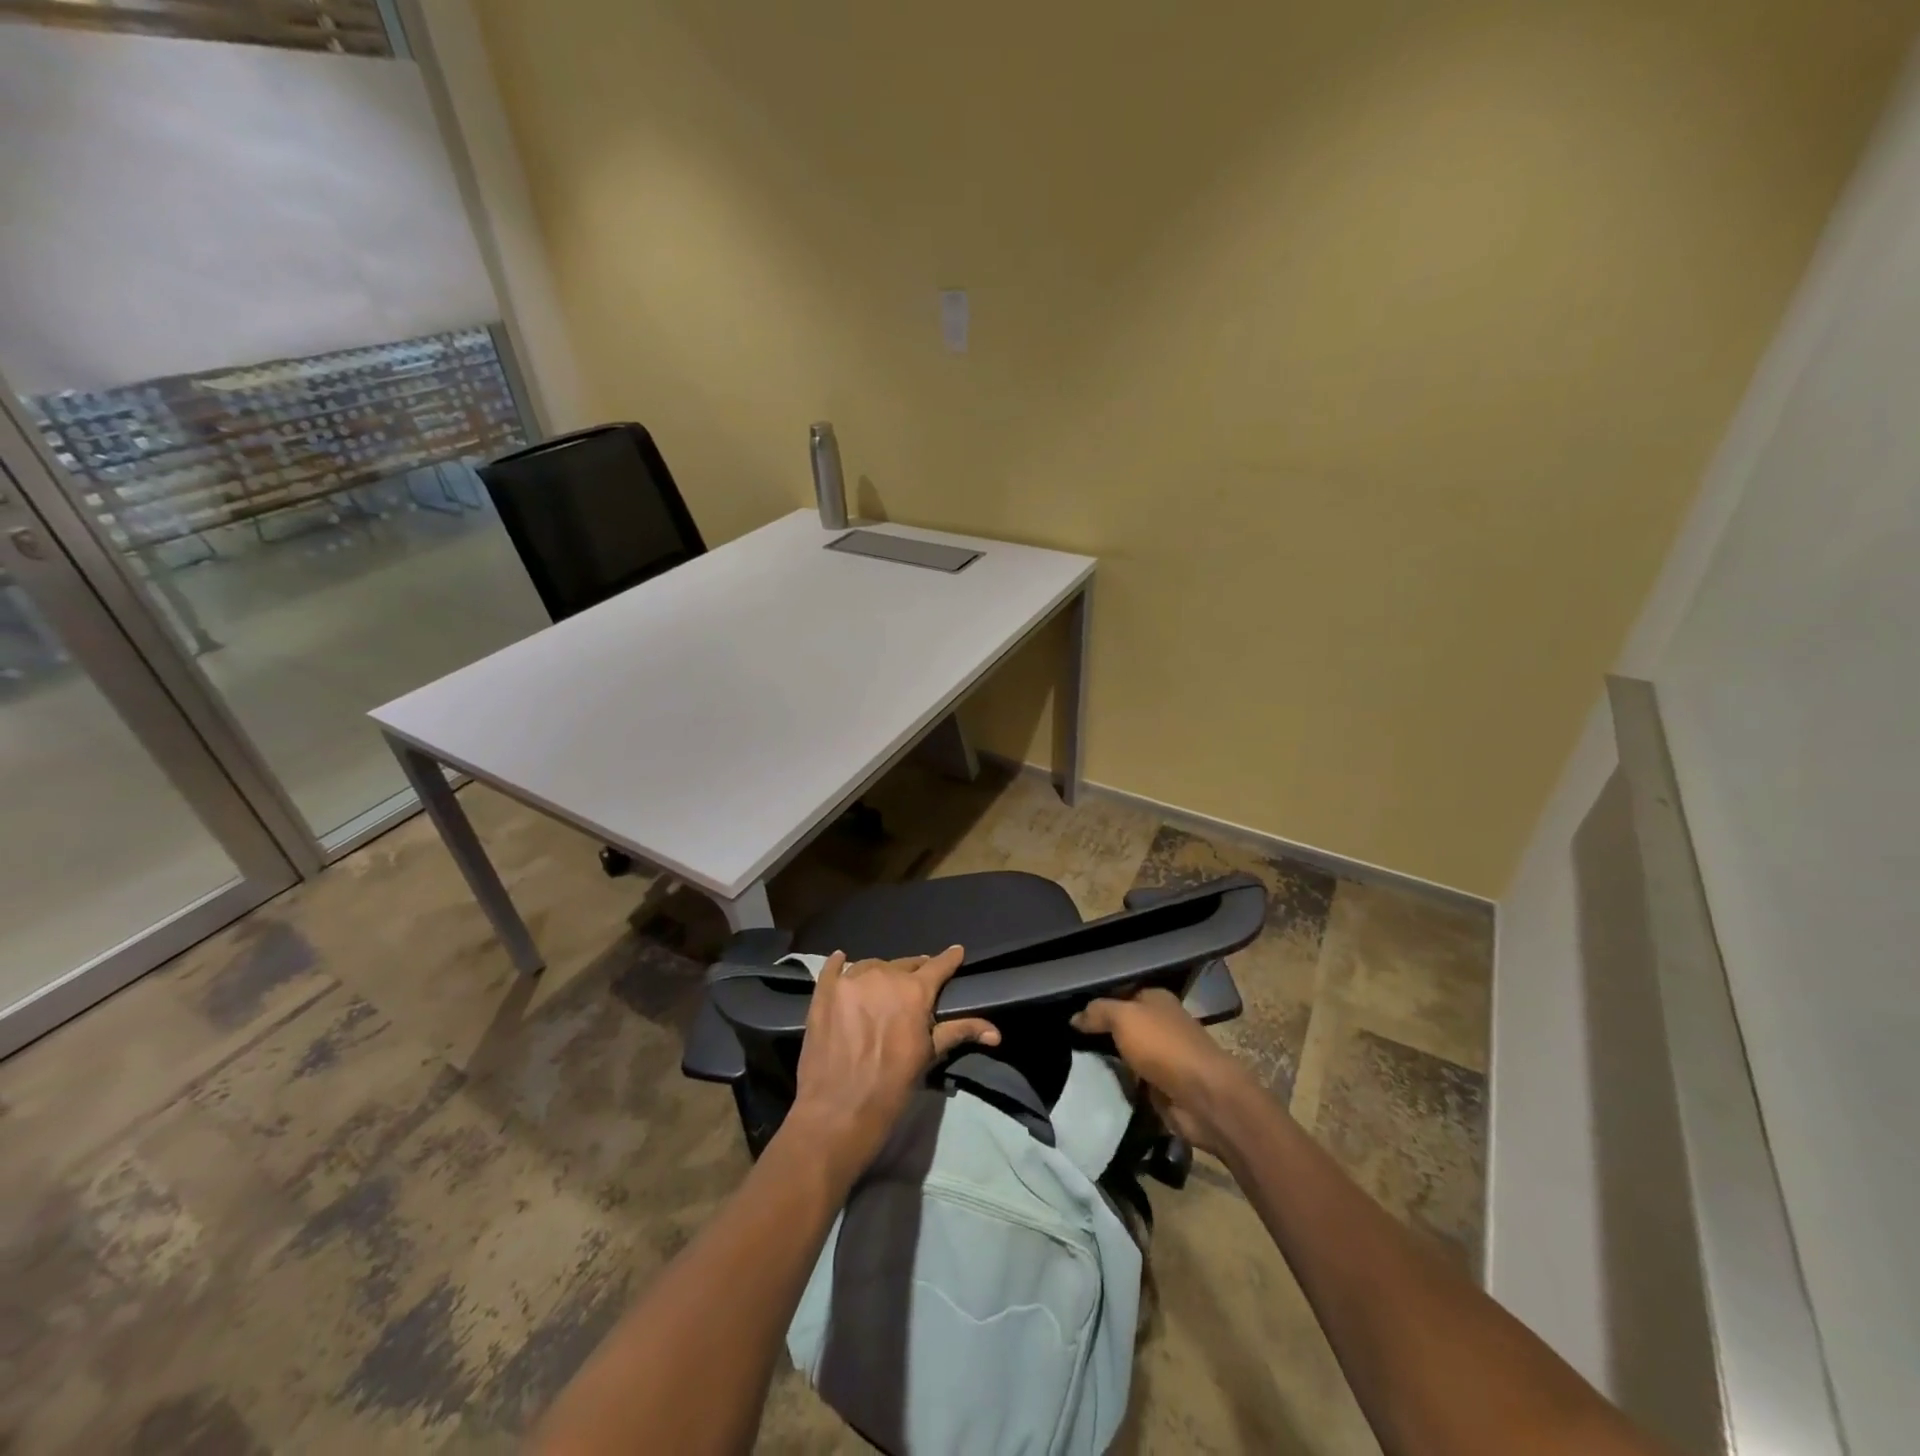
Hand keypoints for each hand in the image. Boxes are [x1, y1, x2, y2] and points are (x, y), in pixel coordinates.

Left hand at [787, 946, 998, 1178]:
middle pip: (904, 964)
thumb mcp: (928, 1056)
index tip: (956, 952)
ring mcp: (850, 981)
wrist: (838, 1111)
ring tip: (881, 989)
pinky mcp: (824, 991)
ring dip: (880, 974)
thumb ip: (959, 1032)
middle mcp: (883, 976)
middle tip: (915, 986)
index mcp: (914, 991)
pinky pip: (833, 967)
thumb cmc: (891, 1086)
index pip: (938, 966)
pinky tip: (842, 961)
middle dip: (913, 973)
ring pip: (871, 966)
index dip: (949, 959)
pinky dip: (840, 964)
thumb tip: (996, 1033)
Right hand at [1072, 988, 1252, 1155]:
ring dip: (1105, 1057)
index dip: (1095, 999)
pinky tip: (1092, 1080)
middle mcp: (1159, 1023)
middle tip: (1064, 1035)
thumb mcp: (1124, 1017)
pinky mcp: (1160, 1085)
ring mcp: (1161, 1055)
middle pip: (1121, 1023)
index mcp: (1155, 998)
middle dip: (1097, 1030)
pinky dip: (1116, 1080)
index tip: (1067, 1009)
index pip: (1119, 991)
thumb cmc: (1163, 1046)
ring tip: (1070, 1058)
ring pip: (1124, 1052)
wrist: (1202, 1097)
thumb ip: (1098, 1012)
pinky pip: (1130, 1078)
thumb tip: (1074, 1017)